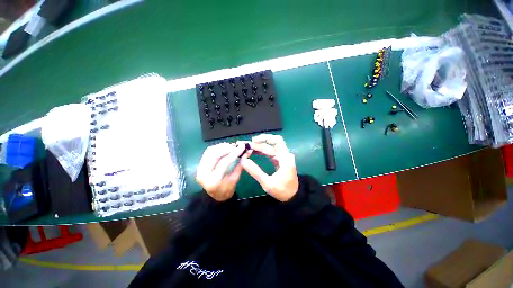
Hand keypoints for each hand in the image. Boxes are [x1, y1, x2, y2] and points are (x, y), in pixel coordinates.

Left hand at [196, 143, 246, 201]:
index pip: (225, 162)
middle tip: (237, 146)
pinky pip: (208, 152)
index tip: (243, 146)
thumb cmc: (227, 189)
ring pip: (210, 151)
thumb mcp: (236, 179)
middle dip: (227, 148)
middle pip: (215, 155)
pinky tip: (225, 147)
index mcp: (214, 180)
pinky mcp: (199, 165)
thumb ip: (241, 165)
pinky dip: (217, 147)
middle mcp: (204, 174)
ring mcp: (199, 169)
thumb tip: (248, 151)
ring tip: (232, 146)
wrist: (215, 195)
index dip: (235, 153)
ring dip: (222, 146)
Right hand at [240, 134, 298, 201]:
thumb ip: (255, 171)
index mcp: (285, 158)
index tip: (253, 140)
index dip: (264, 138)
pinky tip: (254, 152)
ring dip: (259, 146)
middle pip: (273, 142)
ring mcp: (283, 157)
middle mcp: (285, 155)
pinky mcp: (280, 160)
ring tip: (248, 147)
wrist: (292, 196)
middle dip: (260, 141)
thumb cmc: (282, 191)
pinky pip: (270, 152)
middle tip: (247, 144)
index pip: (276, 141)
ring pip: (271, 147)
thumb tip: (244, 160)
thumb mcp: (267, 183)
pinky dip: (262, 151)